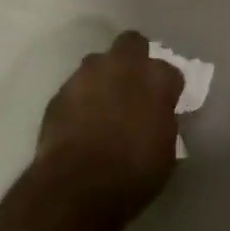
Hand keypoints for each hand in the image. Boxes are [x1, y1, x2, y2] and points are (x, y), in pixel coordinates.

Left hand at [34, 31, 183, 222]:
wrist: (77, 186)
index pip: (170, 71)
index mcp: (155, 78)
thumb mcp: (166, 151)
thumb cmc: (133, 173)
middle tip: (135, 87)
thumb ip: (163, 122)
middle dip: (135, 59)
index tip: (166, 103)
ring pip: (99, 62)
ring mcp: (86, 75)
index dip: (168, 88)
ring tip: (105, 104)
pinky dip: (82, 98)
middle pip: (132, 44)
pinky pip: (76, 87)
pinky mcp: (59, 92)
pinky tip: (82, 121)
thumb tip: (157, 115)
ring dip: (105, 77)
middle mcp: (121, 66)